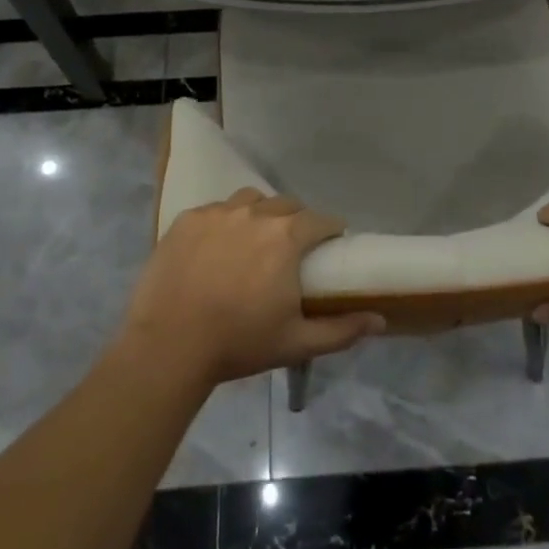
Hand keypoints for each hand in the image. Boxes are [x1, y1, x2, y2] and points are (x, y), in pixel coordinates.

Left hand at [122, 188, 384, 386]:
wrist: (168, 346)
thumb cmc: (239, 343)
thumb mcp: (296, 342)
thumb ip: (342, 329)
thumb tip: (380, 318)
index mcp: (287, 237)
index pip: (321, 221)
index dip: (330, 231)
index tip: (330, 246)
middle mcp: (255, 213)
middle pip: (286, 205)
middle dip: (296, 222)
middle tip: (291, 250)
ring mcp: (218, 213)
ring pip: (250, 201)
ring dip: (260, 215)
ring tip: (254, 242)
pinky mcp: (186, 220)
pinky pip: (215, 211)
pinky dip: (224, 223)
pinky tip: (217, 248)